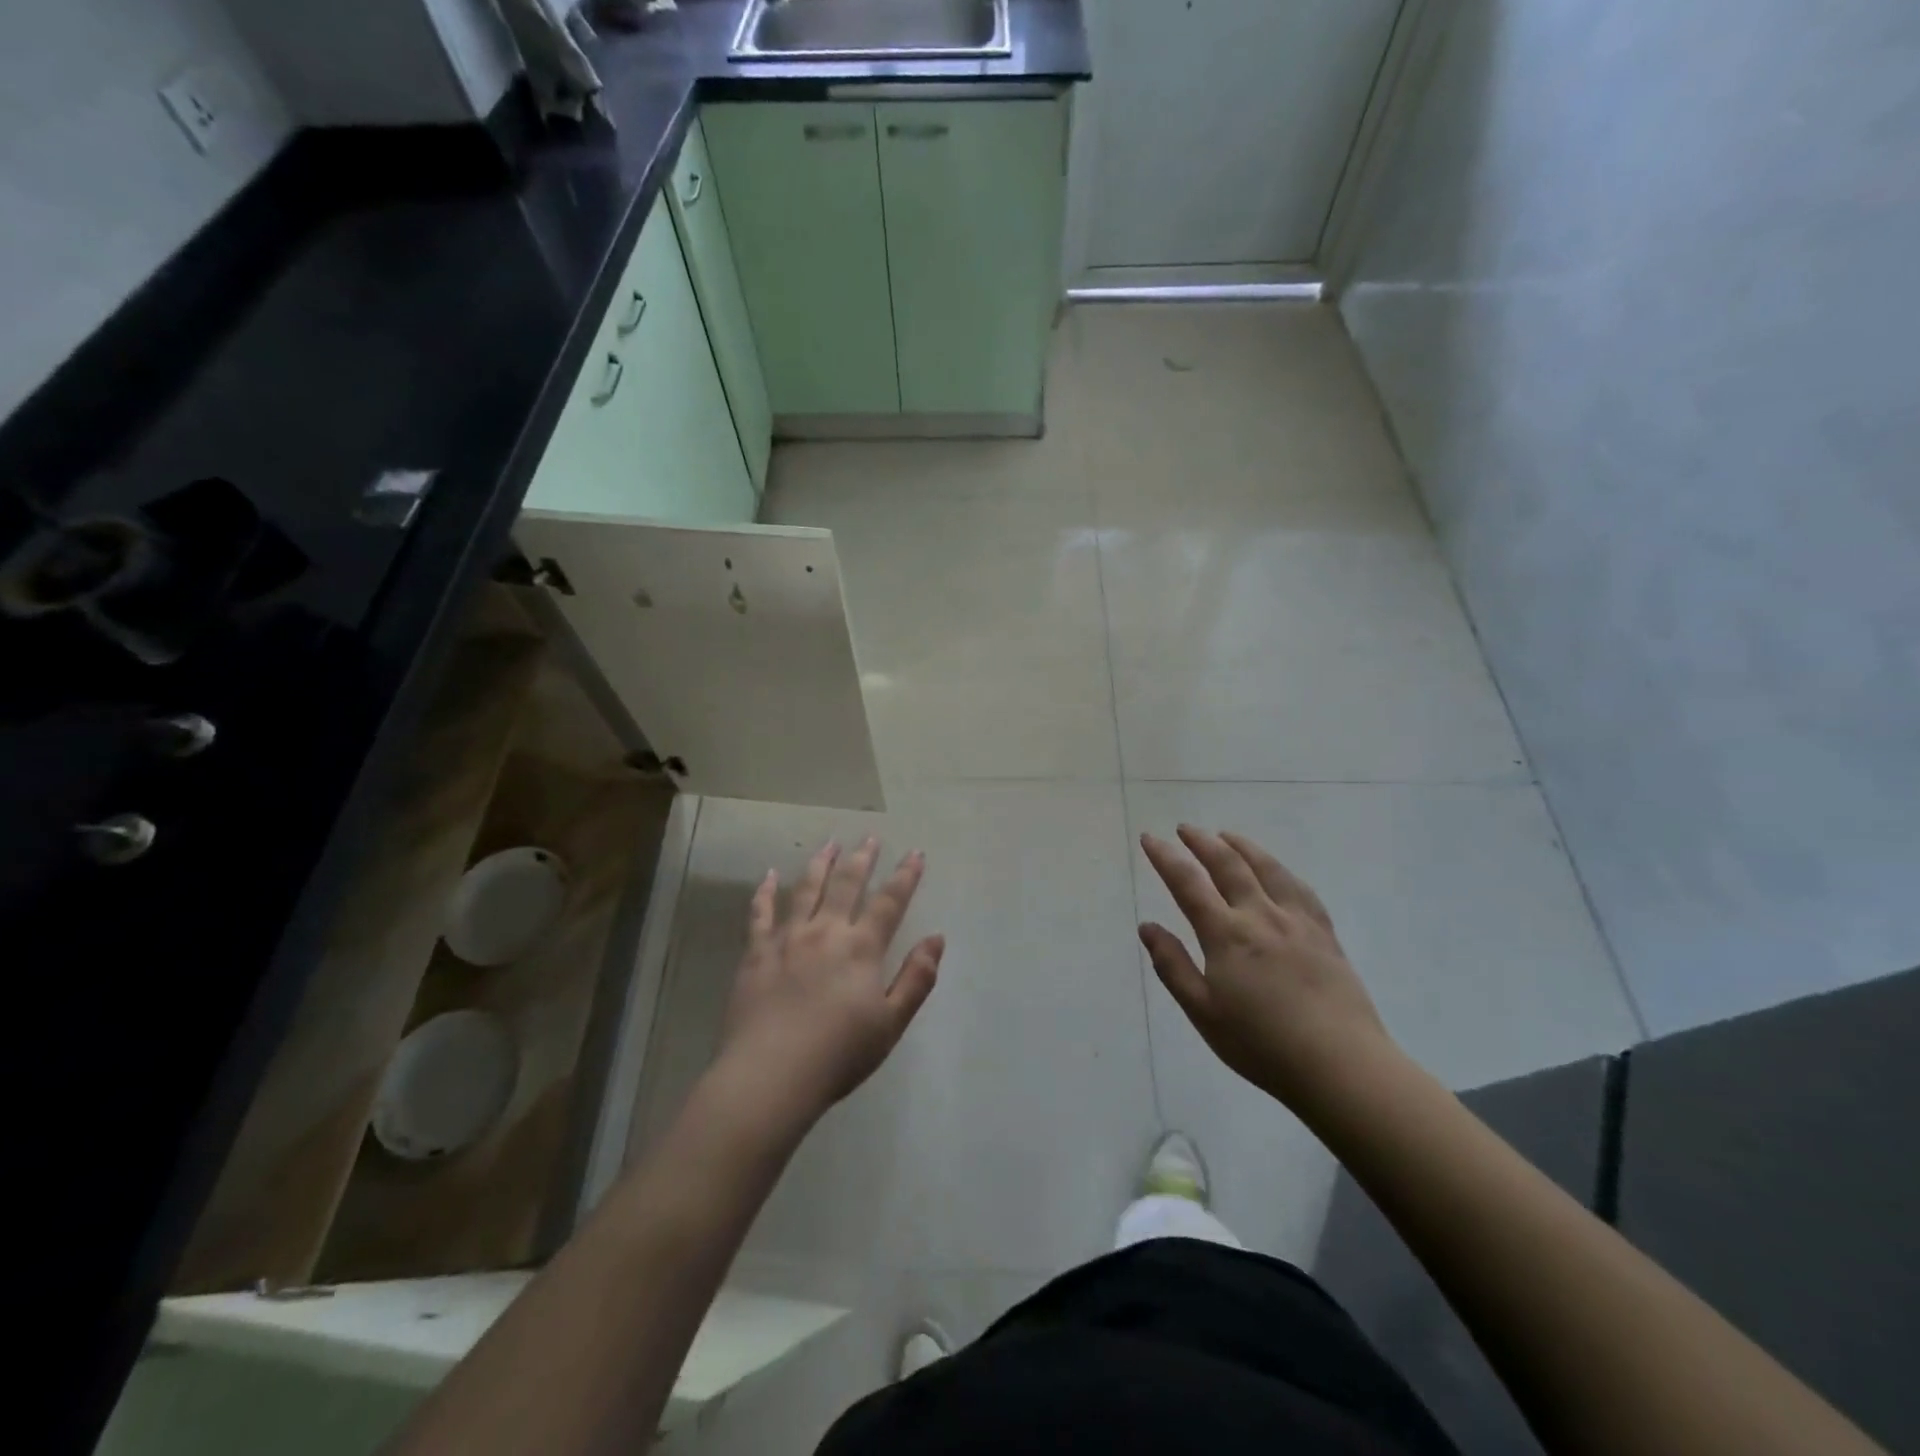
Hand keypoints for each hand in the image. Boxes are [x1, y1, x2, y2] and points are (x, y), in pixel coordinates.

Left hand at [718, 836, 943, 1122]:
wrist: (770, 1076)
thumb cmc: (838, 1055)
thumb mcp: (891, 1024)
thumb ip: (916, 979)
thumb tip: (936, 938)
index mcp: (861, 949)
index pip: (890, 902)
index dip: (905, 876)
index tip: (915, 853)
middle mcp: (826, 932)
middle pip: (847, 884)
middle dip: (862, 858)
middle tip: (870, 838)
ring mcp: (787, 939)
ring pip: (806, 889)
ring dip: (820, 863)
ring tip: (829, 843)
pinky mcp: (756, 952)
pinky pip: (760, 913)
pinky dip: (765, 891)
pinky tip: (770, 875)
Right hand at [1139, 826, 1396, 1113]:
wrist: (1341, 1065)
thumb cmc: (1261, 1044)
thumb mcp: (1203, 1012)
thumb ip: (1172, 965)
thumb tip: (1147, 926)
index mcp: (1226, 935)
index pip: (1188, 883)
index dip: (1166, 857)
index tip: (1150, 838)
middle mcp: (1260, 916)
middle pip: (1228, 865)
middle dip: (1202, 842)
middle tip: (1185, 828)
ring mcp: (1297, 922)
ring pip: (1267, 868)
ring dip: (1242, 846)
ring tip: (1226, 835)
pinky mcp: (1325, 934)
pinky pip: (1300, 889)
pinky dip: (1281, 870)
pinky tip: (1277, 871)